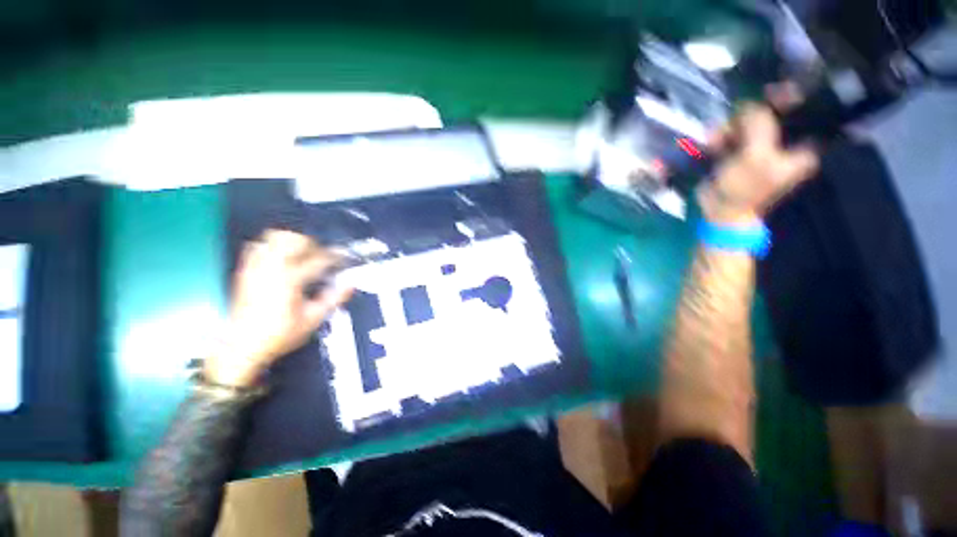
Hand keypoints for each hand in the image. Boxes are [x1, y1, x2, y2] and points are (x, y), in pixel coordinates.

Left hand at [206, 230, 352, 386]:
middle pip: (293, 239)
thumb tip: (350, 284)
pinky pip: (257, 247)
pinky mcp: (245, 271)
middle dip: (311, 244)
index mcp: (290, 280)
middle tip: (320, 255)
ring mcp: (255, 268)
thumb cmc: (280, 334)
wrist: (242, 347)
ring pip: (273, 238)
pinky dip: (271, 247)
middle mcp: (271, 269)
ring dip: (291, 242)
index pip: (318, 259)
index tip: (344, 256)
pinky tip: (281, 260)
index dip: (334, 256)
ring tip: (301, 254)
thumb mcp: (313, 319)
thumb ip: (333, 299)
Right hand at [699, 104, 818, 223]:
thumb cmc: (744, 188)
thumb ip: (760, 125)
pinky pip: (731, 133)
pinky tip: (711, 144)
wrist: (719, 210)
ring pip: (747, 122)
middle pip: (771, 113)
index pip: (803, 111)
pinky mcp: (739, 151)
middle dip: (750, 116)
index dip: (790, 97)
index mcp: (800, 146)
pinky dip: (720, 136)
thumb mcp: (755, 156)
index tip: (771, 92)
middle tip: (735, 123)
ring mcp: (759, 146)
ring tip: (715, 140)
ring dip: (729, 128)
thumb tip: (752, 104)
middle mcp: (783, 142)